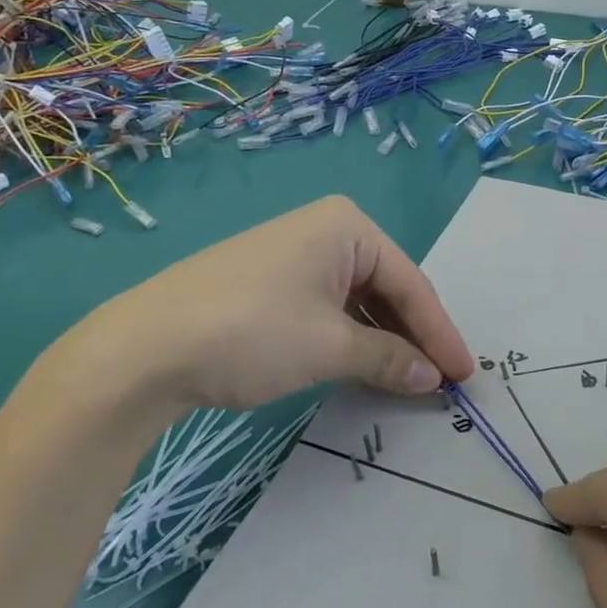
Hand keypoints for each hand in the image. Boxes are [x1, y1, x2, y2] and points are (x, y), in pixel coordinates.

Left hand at [50, 196, 474, 421]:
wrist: (140, 350)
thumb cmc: (251, 333)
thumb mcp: (330, 348)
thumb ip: (390, 359)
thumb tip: (432, 376)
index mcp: (347, 227)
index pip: (411, 283)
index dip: (441, 333)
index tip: (466, 375)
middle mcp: (324, 230)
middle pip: (386, 289)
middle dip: (413, 336)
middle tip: (441, 380)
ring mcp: (293, 255)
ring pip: (357, 301)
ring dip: (383, 341)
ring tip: (408, 379)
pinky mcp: (269, 282)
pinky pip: (327, 308)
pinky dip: (350, 339)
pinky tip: (363, 366)